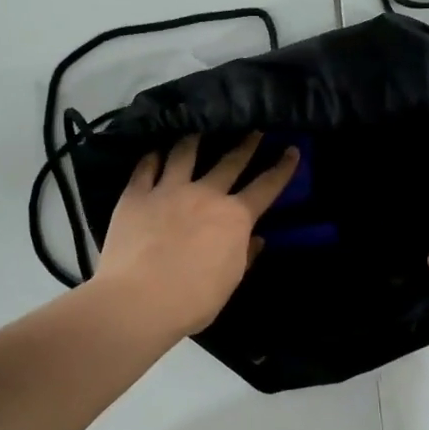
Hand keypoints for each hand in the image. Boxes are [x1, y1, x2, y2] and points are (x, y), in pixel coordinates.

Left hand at [92, 132, 299, 339]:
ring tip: (197, 130)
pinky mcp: (136, 194)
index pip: (266, 187)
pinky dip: (153, 157)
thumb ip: (245, 255)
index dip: (282, 168)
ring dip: (194, 139)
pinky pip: (146, 167)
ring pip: (184, 153)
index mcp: (234, 217)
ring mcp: (168, 190)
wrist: (138, 300)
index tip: (292, 150)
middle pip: (230, 161)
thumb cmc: (192, 300)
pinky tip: (155, 151)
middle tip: (254, 129)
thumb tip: (257, 238)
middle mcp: (205, 194)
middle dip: (246, 143)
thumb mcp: (229, 281)